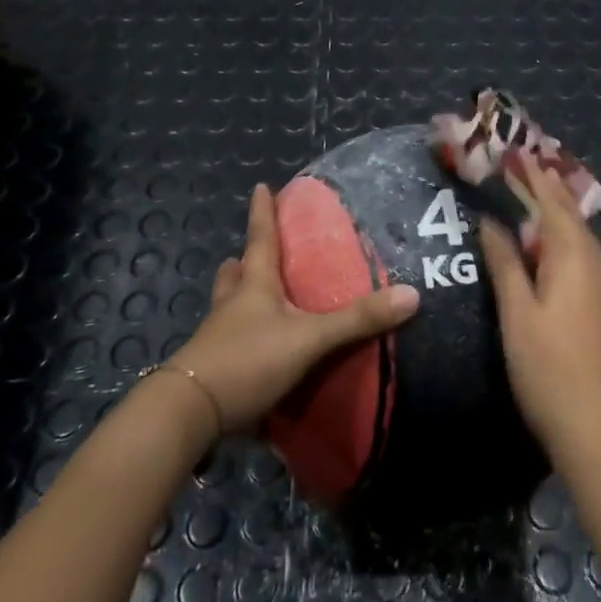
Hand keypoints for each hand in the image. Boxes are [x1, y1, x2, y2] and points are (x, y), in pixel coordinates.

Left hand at [167, 184, 419, 433]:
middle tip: (254, 254)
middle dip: (245, 261)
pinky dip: (243, 339)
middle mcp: (232, 306)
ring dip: (240, 298)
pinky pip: (231, 344)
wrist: (189, 414)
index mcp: (253, 286)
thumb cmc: (248, 360)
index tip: (260, 187)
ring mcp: (218, 339)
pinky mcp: (215, 370)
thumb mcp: (310, 338)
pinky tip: (260, 350)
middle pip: (235, 274)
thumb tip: (412, 295)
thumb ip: (357, 320)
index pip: (260, 239)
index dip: (262, 212)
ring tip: (257, 298)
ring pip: (229, 307)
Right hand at [478, 163, 600, 470]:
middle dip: (551, 192)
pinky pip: (594, 265)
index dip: (534, 179)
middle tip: (531, 168)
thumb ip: (506, 265)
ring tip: (542, 205)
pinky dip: (574, 248)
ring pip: (587, 243)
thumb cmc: (551, 372)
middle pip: (574, 219)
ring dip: (563, 221)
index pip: (553, 205)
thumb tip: (492, 222)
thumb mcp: (518, 316)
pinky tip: (564, 259)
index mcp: (576, 259)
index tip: (519, 154)